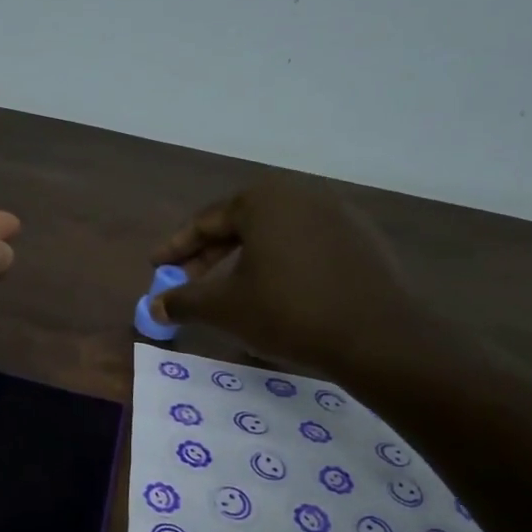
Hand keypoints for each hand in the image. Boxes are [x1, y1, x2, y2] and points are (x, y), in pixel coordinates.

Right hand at [151, 177, 476, 398]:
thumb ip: (184, 301)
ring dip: (246, 260)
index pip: (207, 221)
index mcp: (263, 200)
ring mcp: (338, 214)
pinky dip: (282, 265)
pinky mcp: (363, 239)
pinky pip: (307, 246)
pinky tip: (278, 293)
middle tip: (188, 282)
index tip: (157, 267)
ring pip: (275, 235)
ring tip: (230, 290)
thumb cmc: (287, 312)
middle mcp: (301, 195)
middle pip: (241, 224)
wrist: (377, 336)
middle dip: (209, 255)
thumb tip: (154, 305)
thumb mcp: (224, 308)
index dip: (176, 248)